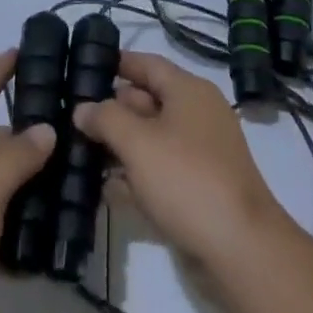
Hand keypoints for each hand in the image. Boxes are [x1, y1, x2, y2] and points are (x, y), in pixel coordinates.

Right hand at [73, 51, 292, 275]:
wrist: (241, 250)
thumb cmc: (187, 179)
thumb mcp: (137, 142)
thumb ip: (105, 118)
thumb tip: (82, 109)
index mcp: (189, 91)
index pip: (147, 64)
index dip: (116, 63)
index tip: (83, 67)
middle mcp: (197, 116)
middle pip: (147, 102)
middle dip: (111, 109)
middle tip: (71, 116)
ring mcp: (200, 154)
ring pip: (151, 140)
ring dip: (119, 146)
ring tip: (79, 151)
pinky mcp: (199, 189)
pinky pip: (160, 172)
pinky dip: (135, 177)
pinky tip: (106, 189)